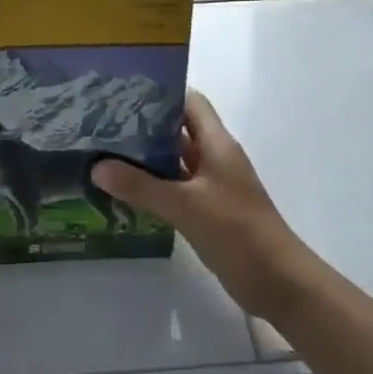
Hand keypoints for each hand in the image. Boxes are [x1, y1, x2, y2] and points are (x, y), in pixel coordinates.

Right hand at [92, 90, 302, 300]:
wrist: (276, 280)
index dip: (161, 93)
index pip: (190, 103)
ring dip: (145, 158)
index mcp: (217, 144)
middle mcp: (215, 158)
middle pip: (178, 130)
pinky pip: (175, 188)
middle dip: (143, 126)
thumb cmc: (236, 231)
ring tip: (103, 153)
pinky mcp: (207, 210)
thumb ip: (140, 186)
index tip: (122, 93)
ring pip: (174, 161)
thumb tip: (96, 167)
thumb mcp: (185, 205)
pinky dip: (152, 186)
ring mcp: (211, 185)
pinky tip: (123, 190)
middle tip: (101, 124)